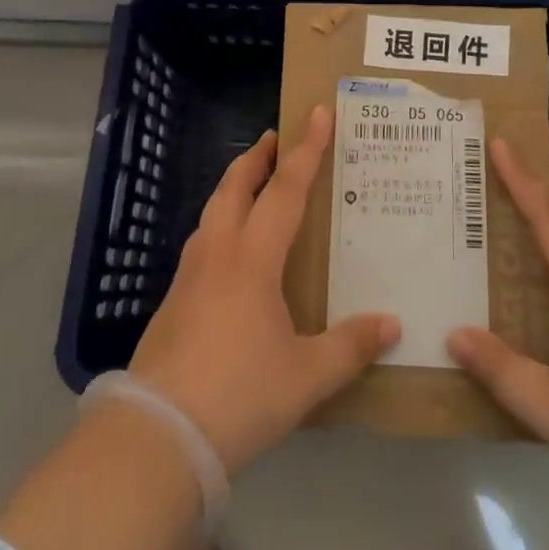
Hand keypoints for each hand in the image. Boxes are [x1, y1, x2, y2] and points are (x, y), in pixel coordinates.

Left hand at [129, 105, 401, 475]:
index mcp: (253, 258)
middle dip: (257, 158)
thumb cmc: (239, 395)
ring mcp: (189, 275)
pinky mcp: (172, 302)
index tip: (318, 113)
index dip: (306, 150)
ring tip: (253, 186)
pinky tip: (229, 252)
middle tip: (276, 139)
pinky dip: (220, 224)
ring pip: (212, 211)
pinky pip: (202, 242)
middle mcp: (218, 253)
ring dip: (234, 187)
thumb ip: (349, 347)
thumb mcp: (305, 377)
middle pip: (235, 186)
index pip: (285, 189)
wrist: (156, 436)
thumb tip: (392, 325)